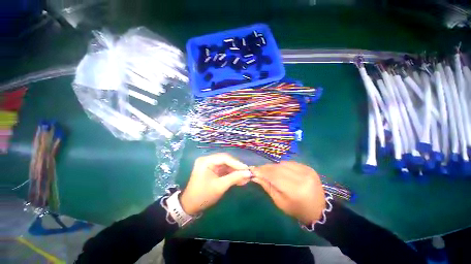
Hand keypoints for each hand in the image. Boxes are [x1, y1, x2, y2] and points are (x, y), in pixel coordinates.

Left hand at [180, 153, 251, 214]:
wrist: (190, 206)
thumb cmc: (203, 196)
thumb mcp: (220, 186)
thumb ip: (234, 178)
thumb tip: (248, 173)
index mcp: (206, 161)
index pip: (224, 158)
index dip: (236, 163)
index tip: (246, 169)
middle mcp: (208, 160)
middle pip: (226, 160)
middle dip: (237, 167)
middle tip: (247, 173)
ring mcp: (210, 165)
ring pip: (227, 165)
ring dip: (235, 172)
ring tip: (245, 178)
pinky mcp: (213, 170)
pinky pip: (224, 170)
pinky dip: (231, 175)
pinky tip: (239, 180)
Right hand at [251, 161, 325, 224]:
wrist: (319, 209)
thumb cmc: (297, 209)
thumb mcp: (279, 202)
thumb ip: (267, 187)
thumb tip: (255, 176)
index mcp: (295, 191)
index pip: (274, 176)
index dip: (262, 171)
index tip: (253, 169)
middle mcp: (302, 177)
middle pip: (278, 168)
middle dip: (266, 168)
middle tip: (258, 169)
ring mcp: (307, 171)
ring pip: (283, 164)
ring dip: (274, 166)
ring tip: (268, 170)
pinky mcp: (309, 168)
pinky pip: (290, 163)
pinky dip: (282, 165)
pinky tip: (280, 170)